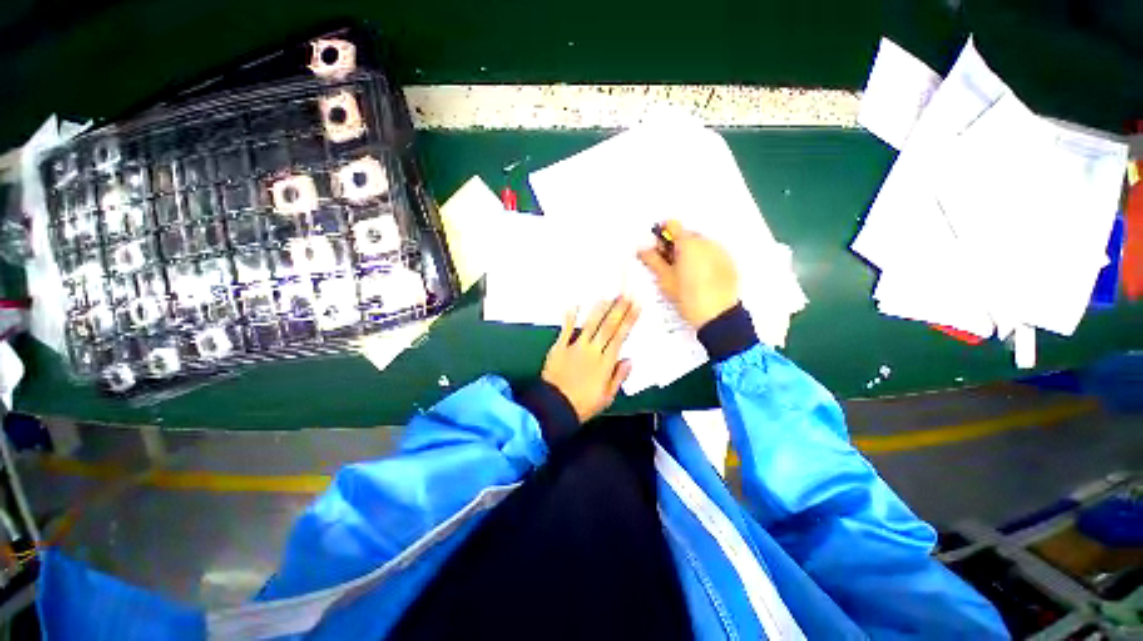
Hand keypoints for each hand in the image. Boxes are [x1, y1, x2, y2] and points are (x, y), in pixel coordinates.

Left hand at [541, 297, 639, 422]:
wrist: (555, 407)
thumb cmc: (583, 404)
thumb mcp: (607, 397)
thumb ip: (618, 376)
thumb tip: (629, 360)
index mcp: (605, 363)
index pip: (620, 336)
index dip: (629, 320)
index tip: (636, 307)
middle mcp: (592, 351)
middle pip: (608, 326)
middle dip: (618, 309)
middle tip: (625, 294)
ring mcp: (575, 347)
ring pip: (590, 324)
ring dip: (599, 309)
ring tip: (607, 296)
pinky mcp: (559, 348)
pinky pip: (566, 330)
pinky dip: (570, 318)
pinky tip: (574, 306)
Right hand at [637, 220, 738, 329]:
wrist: (718, 315)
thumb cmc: (689, 297)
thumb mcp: (665, 279)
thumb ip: (653, 260)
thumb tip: (643, 250)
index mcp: (688, 243)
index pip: (672, 225)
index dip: (662, 235)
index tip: (658, 247)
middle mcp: (706, 242)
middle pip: (686, 235)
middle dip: (675, 246)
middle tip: (668, 265)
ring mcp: (720, 251)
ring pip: (699, 245)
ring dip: (689, 253)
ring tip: (684, 275)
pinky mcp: (728, 261)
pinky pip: (712, 254)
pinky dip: (703, 260)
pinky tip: (699, 278)